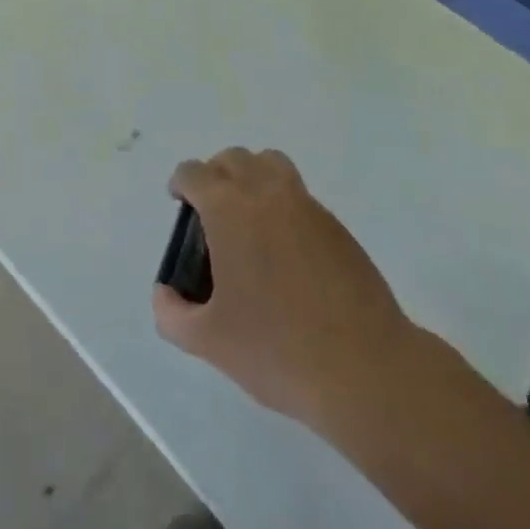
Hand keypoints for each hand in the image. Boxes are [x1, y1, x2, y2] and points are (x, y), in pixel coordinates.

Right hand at [152, 149, 414, 433]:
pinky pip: (299, 196)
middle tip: (211, 215)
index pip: (193, 173)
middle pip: (232, 159)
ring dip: (252, 177)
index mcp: (228, 207)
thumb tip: (164, 294)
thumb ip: (172, 314)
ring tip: (249, 218)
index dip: (181, 185)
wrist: (365, 369)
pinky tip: (286, 252)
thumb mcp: (209, 341)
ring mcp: (305, 205)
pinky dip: (283, 206)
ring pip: (270, 164)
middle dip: (215, 176)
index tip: (180, 207)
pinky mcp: (336, 226)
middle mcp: (264, 192)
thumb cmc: (277, 349)